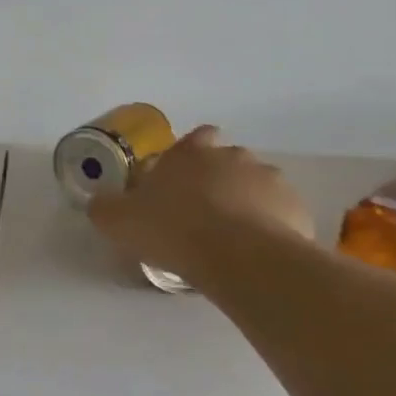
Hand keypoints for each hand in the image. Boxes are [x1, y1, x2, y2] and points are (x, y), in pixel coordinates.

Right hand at [88, 127, 313, 284]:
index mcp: (191, 152)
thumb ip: (107, 208)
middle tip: (202, 216)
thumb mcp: (120, 221)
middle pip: (227, 161)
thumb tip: (100, 203)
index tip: (180, 182)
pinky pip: (279, 215)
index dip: (188, 157)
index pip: (195, 139)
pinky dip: (269, 229)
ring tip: (231, 241)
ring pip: (256, 187)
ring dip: (245, 204)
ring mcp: (270, 180)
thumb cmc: (174, 229)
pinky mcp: (295, 208)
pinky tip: (255, 255)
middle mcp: (233, 156)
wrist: (240, 257)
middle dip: (218, 182)